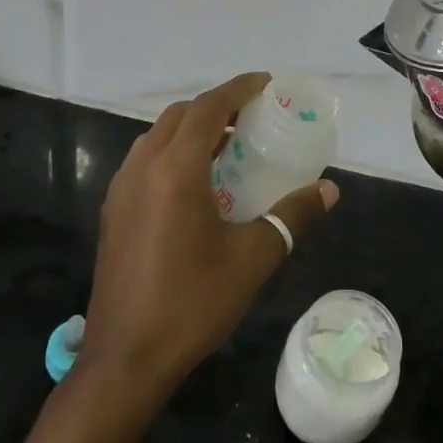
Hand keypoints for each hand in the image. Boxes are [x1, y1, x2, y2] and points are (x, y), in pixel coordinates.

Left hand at [78, 73, 338, 408]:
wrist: (126, 358)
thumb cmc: (193, 303)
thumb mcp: (253, 258)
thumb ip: (292, 217)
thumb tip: (329, 190)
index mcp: (175, 169)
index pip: (208, 107)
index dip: (238, 89)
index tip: (266, 84)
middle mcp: (142, 167)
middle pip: (179, 115)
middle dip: (215, 107)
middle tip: (251, 119)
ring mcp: (121, 188)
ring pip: (157, 136)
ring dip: (190, 130)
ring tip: (225, 148)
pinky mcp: (113, 211)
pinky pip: (144, 161)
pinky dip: (171, 153)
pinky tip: (195, 185)